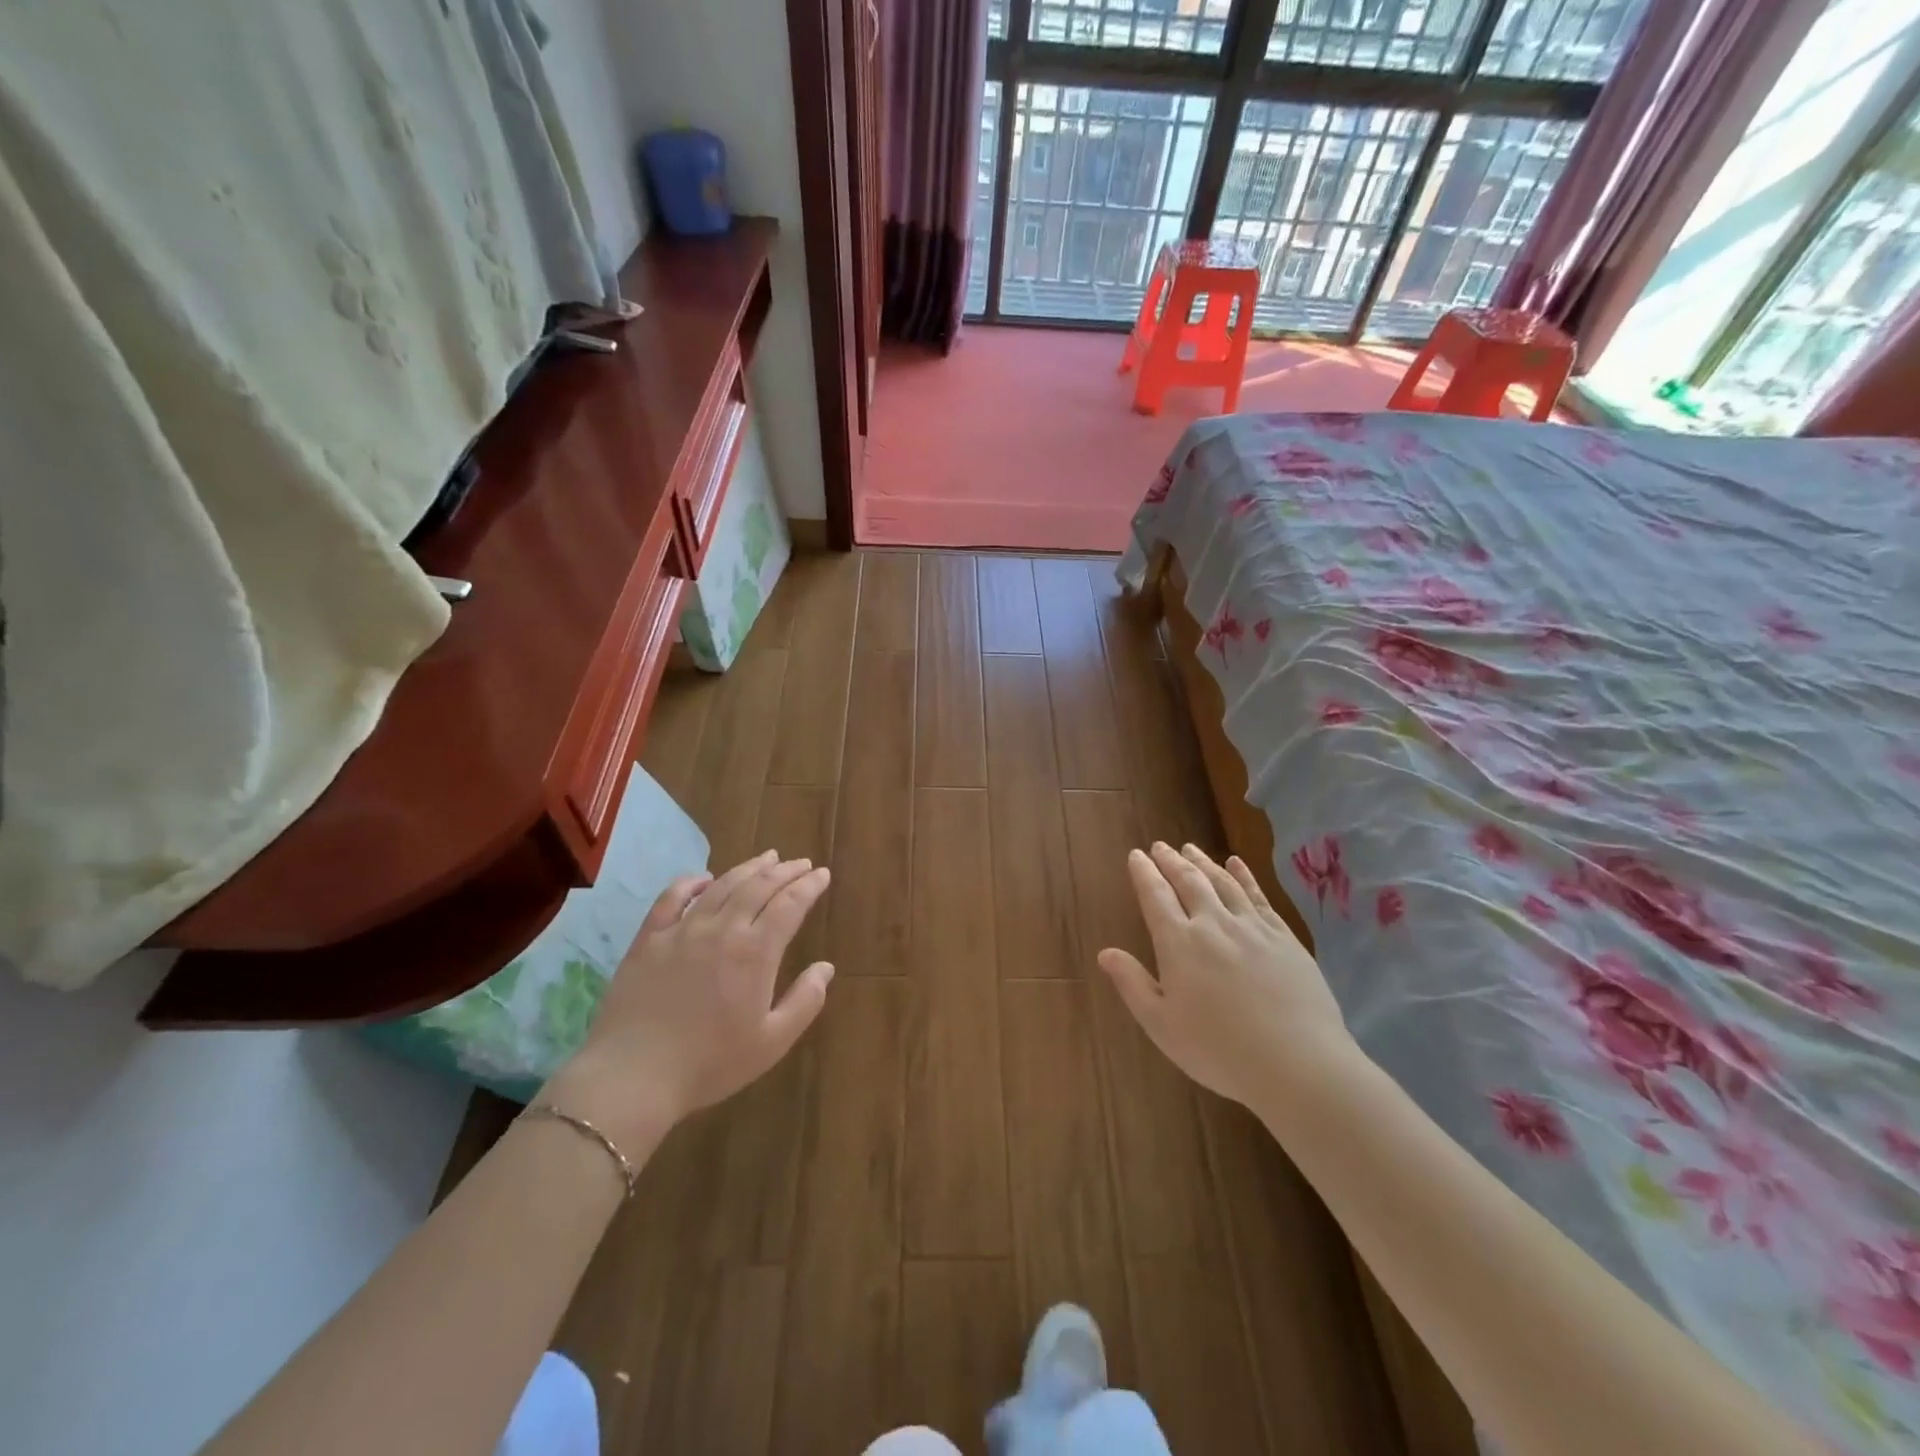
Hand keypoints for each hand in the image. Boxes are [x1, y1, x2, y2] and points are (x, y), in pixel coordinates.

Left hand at [543, 851, 833, 1148]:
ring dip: (749, 868)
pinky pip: (672, 898)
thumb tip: (826, 967)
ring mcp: (682, 930)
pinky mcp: (649, 939)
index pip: (790, 905)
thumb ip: (805, 1001)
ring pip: (722, 886)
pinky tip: (704, 878)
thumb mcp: (772, 1042)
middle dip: (785, 871)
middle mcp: (722, 929)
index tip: (823, 874)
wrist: (633, 1075)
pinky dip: (691, 882)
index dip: (808, 886)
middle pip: (759, 887)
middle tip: (801, 862)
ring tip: (767, 858)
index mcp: (756, 952)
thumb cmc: (710, 1064)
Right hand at [1098, 843, 1356, 1108]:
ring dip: (1203, 862)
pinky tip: (1236, 864)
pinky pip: (1258, 896)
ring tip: (1190, 849)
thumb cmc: (1220, 1051)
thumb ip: (1133, 985)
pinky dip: (1244, 875)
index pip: (1155, 896)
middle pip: (1188, 881)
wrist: (1298, 1063)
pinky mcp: (1283, 936)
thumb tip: (1105, 953)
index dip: (1144, 873)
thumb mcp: (1162, 1026)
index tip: (1136, 855)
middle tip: (1160, 847)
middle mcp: (1213, 924)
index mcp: (1179, 943)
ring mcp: (1251, 927)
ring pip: (1222, 882)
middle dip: (1170, 861)